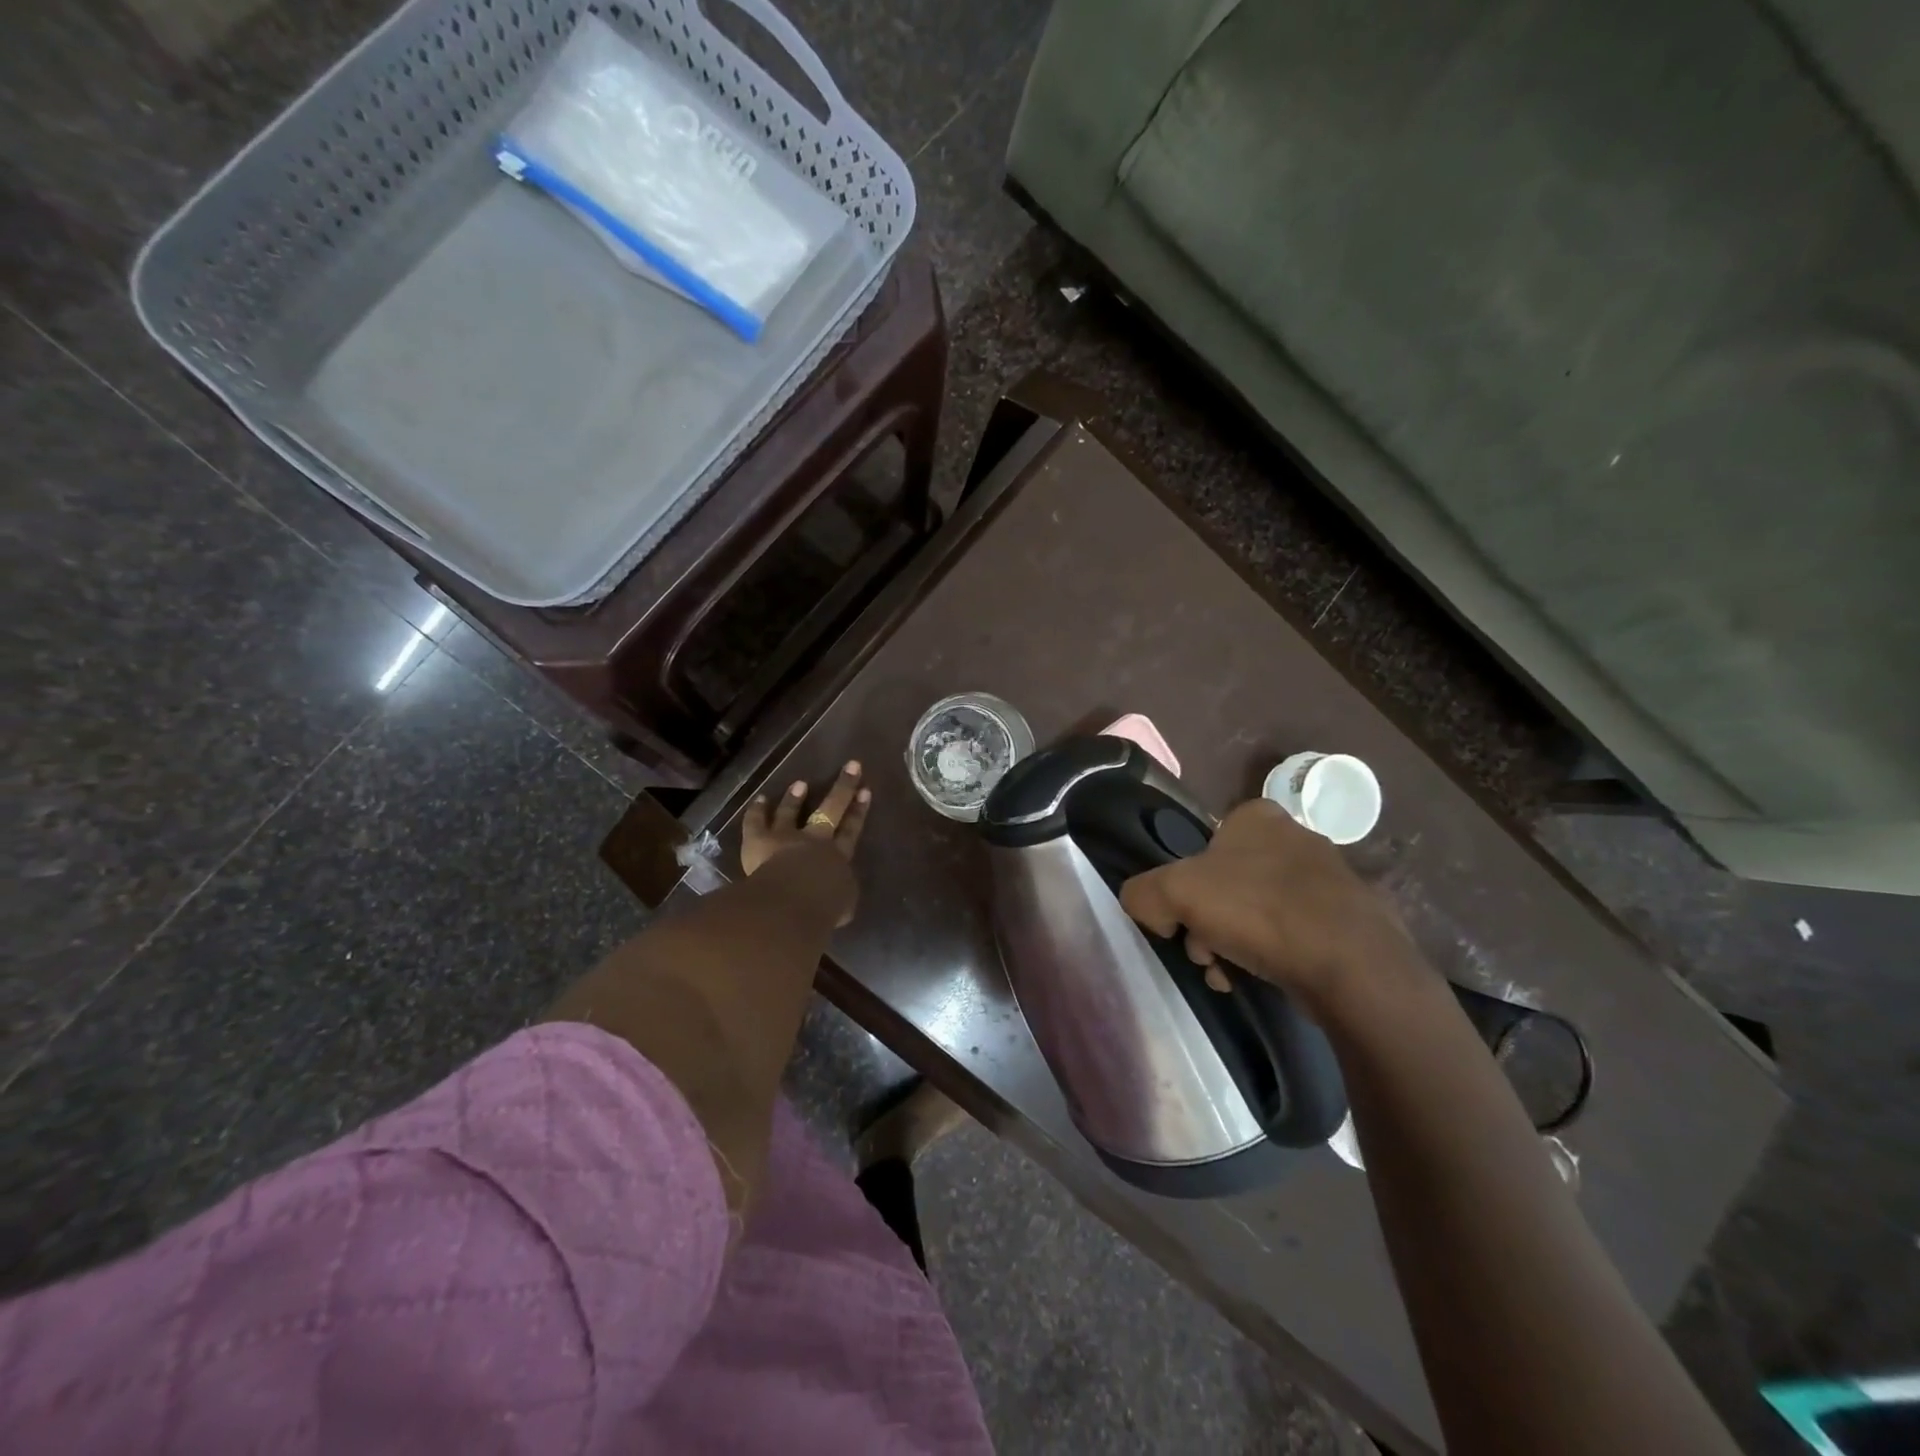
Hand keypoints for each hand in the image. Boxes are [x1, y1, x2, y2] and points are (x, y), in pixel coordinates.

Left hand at [740, 761, 871, 925]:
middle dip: (843, 787)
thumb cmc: (823, 908)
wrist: (792, 902)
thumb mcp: (843, 906)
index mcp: (838, 857)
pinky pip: (757, 821)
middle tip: (852, 766)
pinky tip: (760, 799)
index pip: (851, 830)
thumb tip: (840, 895)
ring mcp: (786, 836)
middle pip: (831, 808)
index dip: (859, 811)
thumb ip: (842, 896)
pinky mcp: (760, 840)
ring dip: (795, 798)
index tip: (865, 791)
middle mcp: (814, 840)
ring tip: (799, 784)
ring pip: (791, 811)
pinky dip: (758, 810)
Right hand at [1119, 798, 1417, 1019]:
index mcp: (1255, 816)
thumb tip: (1149, 911)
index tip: (1183, 923)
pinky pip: (1293, 934)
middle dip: (1207, 924)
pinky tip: (1265, 980)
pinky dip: (1273, 956)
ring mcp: (1327, 878)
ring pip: (1256, 913)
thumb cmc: (1257, 910)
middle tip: (1205, 955)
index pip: (1201, 848)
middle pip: (1225, 885)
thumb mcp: (1173, 892)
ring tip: (1231, 976)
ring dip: (1234, 945)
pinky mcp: (1349, 918)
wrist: (1350, 964)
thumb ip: (1143, 894)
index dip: (1184, 888)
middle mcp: (1294, 836)